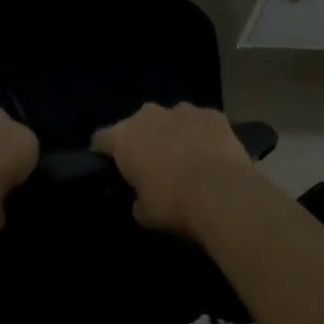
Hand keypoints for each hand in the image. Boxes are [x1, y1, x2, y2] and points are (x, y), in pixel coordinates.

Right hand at [91, 102, 258, 236]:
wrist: (222, 193)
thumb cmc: (173, 203)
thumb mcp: (145, 213)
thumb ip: (137, 200)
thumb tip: (141, 199)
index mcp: (124, 137)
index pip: (101, 139)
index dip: (103, 152)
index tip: (109, 165)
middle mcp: (149, 115)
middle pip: (138, 124)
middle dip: (143, 139)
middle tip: (153, 164)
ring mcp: (183, 110)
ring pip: (171, 119)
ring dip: (174, 133)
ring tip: (186, 157)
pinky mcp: (213, 114)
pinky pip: (201, 122)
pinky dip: (202, 133)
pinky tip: (212, 152)